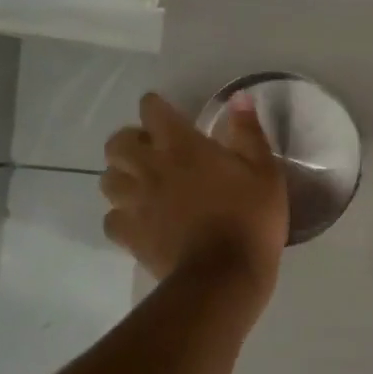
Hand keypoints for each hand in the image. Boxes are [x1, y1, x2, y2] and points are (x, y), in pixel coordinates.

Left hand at [101, 93, 288, 293]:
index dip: (156, 107)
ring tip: (142, 185)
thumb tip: (238, 98)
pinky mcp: (129, 235)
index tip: (167, 113)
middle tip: (152, 151)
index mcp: (182, 146)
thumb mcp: (265, 171)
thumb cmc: (250, 218)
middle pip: (117, 143)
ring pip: (107, 180)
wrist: (224, 275)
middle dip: (131, 141)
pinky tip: (140, 220)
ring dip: (122, 177)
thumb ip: (248, 132)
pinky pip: (111, 219)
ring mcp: (135, 203)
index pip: (152, 110)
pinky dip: (121, 216)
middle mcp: (150, 168)